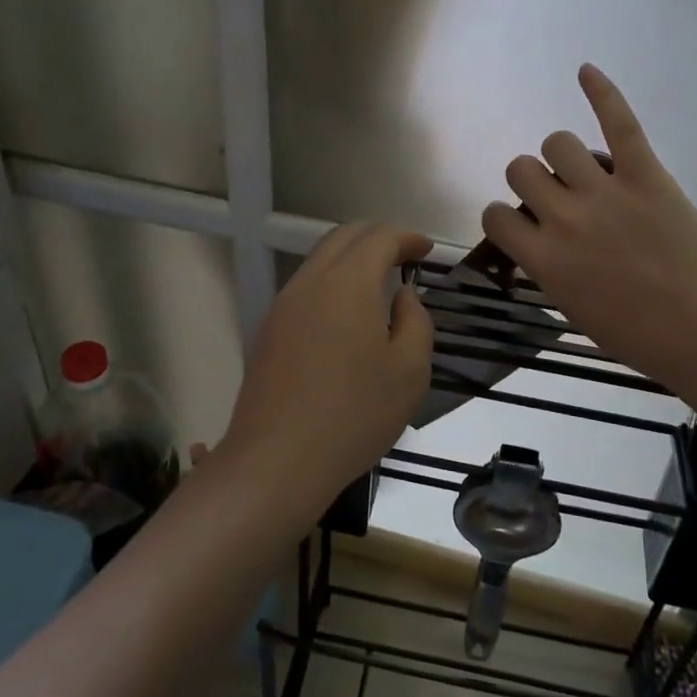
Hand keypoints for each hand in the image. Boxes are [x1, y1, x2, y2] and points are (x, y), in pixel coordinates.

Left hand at [220, 223, 433, 515]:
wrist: (277, 460)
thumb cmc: (354, 414)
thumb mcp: (409, 371)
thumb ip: (415, 321)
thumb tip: (402, 296)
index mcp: (348, 282)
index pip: (379, 237)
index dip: (407, 237)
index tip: (427, 250)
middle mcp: (310, 281)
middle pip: (344, 237)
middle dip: (378, 238)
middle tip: (405, 256)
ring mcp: (283, 305)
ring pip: (320, 260)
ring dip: (352, 259)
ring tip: (379, 284)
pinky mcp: (269, 330)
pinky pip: (305, 288)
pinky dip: (332, 283)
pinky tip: (347, 315)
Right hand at [481, 65, 696, 395]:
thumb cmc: (635, 334)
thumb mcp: (571, 307)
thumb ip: (546, 266)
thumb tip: (539, 236)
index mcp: (542, 257)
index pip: (494, 215)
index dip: (505, 217)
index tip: (524, 226)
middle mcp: (562, 217)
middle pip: (521, 169)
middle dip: (532, 181)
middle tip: (558, 199)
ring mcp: (604, 192)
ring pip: (556, 142)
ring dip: (562, 155)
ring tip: (584, 170)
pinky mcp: (645, 176)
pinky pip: (618, 123)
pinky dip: (602, 93)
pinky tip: (585, 71)